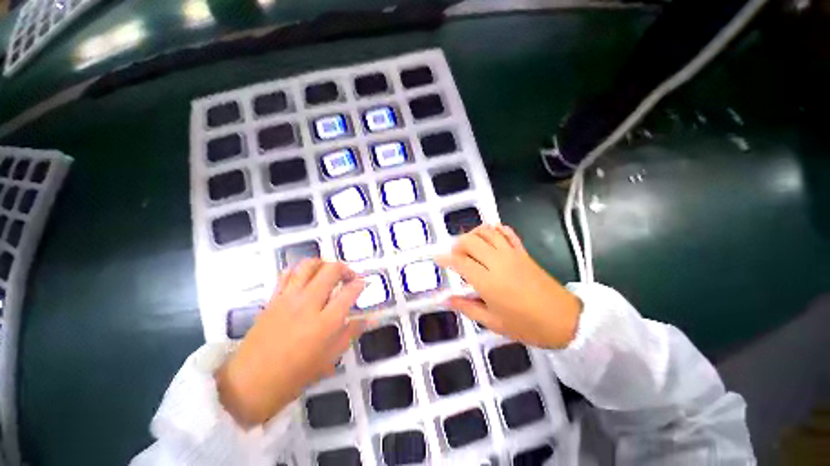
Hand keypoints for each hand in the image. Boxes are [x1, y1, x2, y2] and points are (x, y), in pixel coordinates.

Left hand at [215, 259, 366, 426]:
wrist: (248, 384)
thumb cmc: (294, 376)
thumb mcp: (329, 358)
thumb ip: (351, 333)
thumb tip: (370, 318)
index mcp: (325, 323)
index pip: (349, 292)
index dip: (360, 284)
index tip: (363, 284)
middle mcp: (308, 304)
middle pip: (331, 270)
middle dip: (345, 268)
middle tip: (349, 277)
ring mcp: (288, 299)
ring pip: (309, 265)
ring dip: (324, 264)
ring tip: (329, 273)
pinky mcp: (273, 298)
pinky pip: (288, 274)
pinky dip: (301, 270)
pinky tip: (307, 278)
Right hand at [436, 225, 581, 348]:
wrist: (565, 320)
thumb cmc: (526, 326)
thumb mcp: (493, 322)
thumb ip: (467, 307)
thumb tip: (445, 300)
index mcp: (488, 282)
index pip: (460, 262)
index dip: (445, 258)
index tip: (437, 258)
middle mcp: (497, 262)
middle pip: (471, 241)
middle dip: (457, 244)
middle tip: (454, 255)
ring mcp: (512, 254)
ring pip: (487, 232)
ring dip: (473, 234)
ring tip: (468, 245)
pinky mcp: (523, 251)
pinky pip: (507, 233)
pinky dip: (495, 229)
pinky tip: (489, 235)